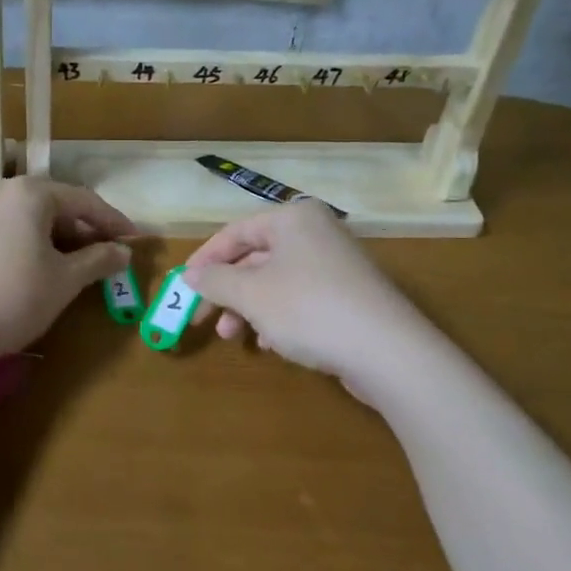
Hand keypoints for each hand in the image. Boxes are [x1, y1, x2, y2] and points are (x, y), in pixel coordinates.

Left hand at [0, 176, 135, 367]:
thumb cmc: (14, 297)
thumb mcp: (66, 280)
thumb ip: (99, 259)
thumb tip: (124, 251)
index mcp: (31, 194)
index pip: (85, 201)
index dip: (114, 222)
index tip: (135, 241)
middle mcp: (3, 194)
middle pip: (56, 207)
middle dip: (85, 231)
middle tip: (109, 256)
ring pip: (31, 222)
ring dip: (60, 241)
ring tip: (79, 268)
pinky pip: (10, 234)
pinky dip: (33, 248)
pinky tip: (41, 273)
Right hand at [182, 199, 428, 397]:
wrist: (388, 351)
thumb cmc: (308, 309)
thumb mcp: (250, 294)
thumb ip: (215, 281)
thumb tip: (189, 276)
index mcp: (293, 219)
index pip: (235, 232)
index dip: (204, 259)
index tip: (182, 287)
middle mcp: (316, 233)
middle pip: (255, 257)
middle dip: (227, 291)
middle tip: (203, 320)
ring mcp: (336, 264)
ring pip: (276, 281)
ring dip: (248, 309)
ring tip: (233, 338)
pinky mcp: (349, 296)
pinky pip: (300, 298)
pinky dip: (277, 317)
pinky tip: (270, 345)